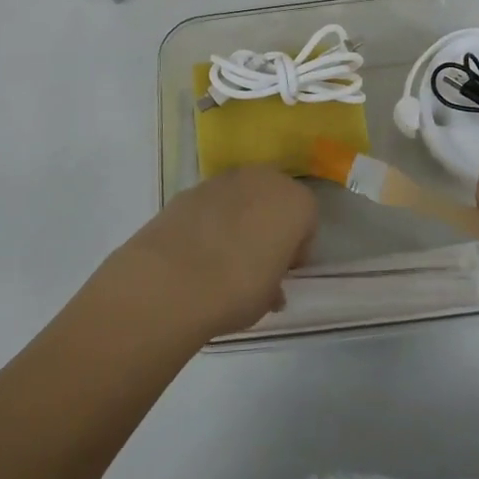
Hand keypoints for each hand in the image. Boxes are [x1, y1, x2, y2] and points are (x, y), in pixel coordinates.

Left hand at [100, 167, 317, 339]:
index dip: (296, 247)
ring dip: (239, 218)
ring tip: (222, 256)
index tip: (282, 271)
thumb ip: (274, 285)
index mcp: (295, 202)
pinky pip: (211, 203)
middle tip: (256, 260)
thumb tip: (271, 289)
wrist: (172, 279)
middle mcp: (264, 180)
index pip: (306, 221)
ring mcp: (224, 180)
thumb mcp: (268, 298)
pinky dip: (209, 219)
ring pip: (242, 197)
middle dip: (269, 224)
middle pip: (274, 198)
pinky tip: (197, 249)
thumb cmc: (238, 288)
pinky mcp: (191, 188)